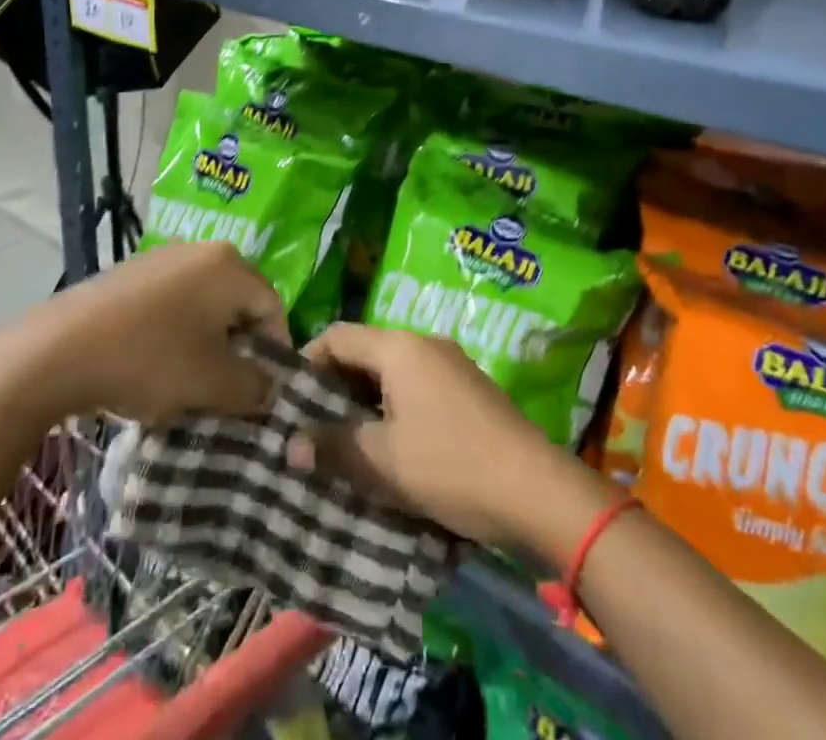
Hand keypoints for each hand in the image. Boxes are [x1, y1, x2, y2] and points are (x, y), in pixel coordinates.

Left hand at [31, 242, 286, 424]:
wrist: (57, 350)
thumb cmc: (149, 359)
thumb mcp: (211, 383)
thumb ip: (253, 387)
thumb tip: (269, 390)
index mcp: (230, 266)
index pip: (272, 307)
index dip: (274, 354)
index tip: (260, 393)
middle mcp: (202, 249)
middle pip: (238, 304)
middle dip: (238, 350)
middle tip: (226, 392)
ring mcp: (164, 257)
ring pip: (204, 306)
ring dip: (206, 344)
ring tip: (188, 384)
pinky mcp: (133, 273)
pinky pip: (173, 303)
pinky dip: (175, 334)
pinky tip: (154, 365)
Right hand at [298, 324, 606, 552]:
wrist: (536, 489)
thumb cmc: (452, 465)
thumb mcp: (384, 462)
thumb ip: (333, 447)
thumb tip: (289, 446)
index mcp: (400, 347)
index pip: (337, 336)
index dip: (308, 362)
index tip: (290, 401)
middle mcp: (424, 343)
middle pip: (365, 352)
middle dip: (335, 387)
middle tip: (313, 427)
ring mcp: (451, 364)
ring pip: (391, 372)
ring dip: (365, 401)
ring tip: (346, 443)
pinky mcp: (468, 389)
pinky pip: (417, 387)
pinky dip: (394, 408)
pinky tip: (391, 447)